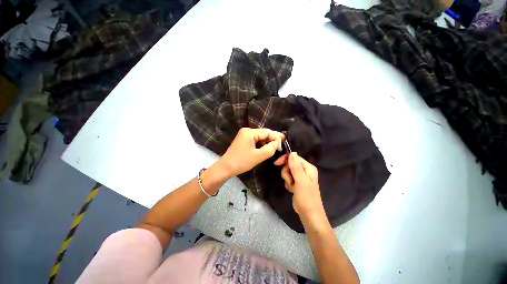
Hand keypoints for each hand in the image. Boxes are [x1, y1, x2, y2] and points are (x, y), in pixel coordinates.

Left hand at [218, 128, 284, 177]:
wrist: (225, 168)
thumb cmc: (241, 162)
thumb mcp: (258, 156)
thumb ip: (270, 149)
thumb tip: (277, 144)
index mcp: (249, 132)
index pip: (267, 132)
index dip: (276, 138)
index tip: (282, 147)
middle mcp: (247, 131)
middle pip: (264, 133)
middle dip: (273, 139)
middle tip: (282, 145)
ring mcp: (244, 135)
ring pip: (260, 137)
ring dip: (268, 142)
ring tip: (276, 147)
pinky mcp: (243, 140)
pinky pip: (255, 140)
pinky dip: (262, 144)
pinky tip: (267, 147)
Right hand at [275, 152, 323, 216]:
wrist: (309, 214)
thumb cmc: (306, 197)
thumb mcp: (301, 181)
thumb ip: (296, 167)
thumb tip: (292, 152)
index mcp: (308, 167)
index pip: (294, 157)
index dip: (285, 159)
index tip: (277, 164)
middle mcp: (305, 170)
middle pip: (290, 164)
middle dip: (287, 172)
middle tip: (290, 180)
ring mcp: (300, 177)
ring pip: (288, 171)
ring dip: (287, 179)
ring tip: (292, 187)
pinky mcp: (297, 183)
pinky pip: (288, 178)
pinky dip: (288, 183)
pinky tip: (292, 189)